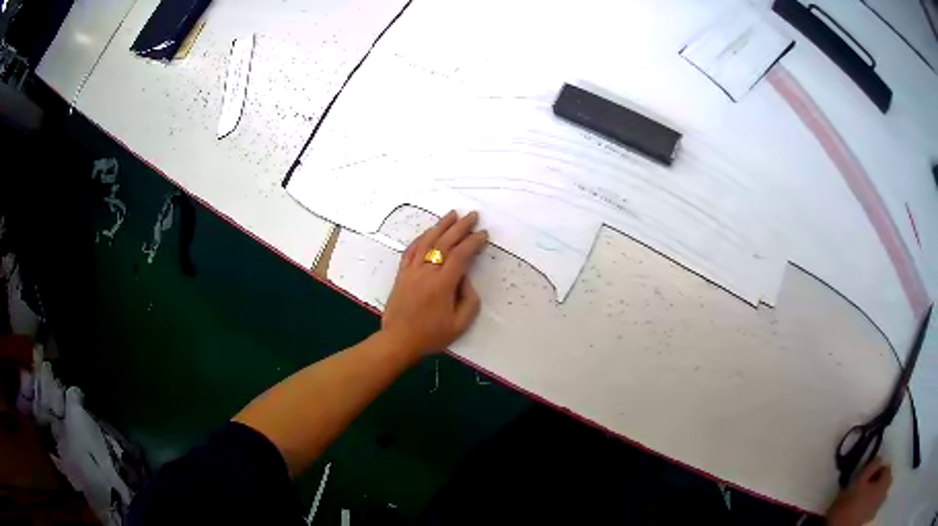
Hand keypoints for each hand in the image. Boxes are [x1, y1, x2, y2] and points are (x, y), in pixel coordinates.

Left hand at [381, 211, 487, 356]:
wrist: (399, 340)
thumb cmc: (431, 335)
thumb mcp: (460, 324)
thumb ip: (469, 300)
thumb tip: (465, 278)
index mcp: (442, 284)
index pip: (461, 255)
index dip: (473, 242)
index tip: (483, 234)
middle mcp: (426, 272)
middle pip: (444, 243)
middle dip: (460, 227)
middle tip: (472, 215)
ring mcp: (411, 271)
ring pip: (427, 242)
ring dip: (441, 226)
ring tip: (452, 214)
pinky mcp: (402, 274)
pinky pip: (411, 250)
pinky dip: (421, 238)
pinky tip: (428, 231)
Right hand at [826, 458, 891, 525]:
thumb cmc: (850, 505)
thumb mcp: (858, 480)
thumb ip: (872, 464)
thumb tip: (879, 457)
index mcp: (886, 479)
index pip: (886, 466)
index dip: (876, 469)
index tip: (865, 476)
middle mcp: (885, 490)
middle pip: (884, 480)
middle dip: (876, 481)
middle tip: (864, 486)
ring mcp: (877, 506)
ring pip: (878, 494)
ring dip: (872, 493)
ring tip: (861, 497)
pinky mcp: (868, 518)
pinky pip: (872, 505)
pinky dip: (868, 504)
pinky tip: (860, 508)